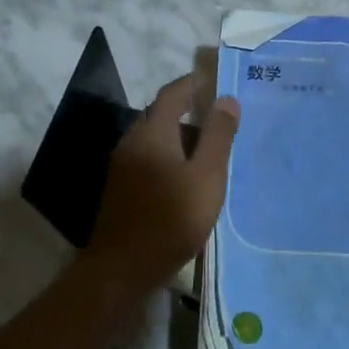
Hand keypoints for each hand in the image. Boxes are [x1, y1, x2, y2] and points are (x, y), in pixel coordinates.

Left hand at [86, 72, 239, 301]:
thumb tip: (227, 100)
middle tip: (223, 124)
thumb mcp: (207, 176)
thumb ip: (219, 136)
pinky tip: (188, 182)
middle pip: (163, 116)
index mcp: (153, 131)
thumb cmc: (171, 218)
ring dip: (182, 142)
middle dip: (192, 115)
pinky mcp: (120, 189)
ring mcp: (122, 166)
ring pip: (156, 141)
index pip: (173, 93)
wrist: (122, 268)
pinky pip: (149, 161)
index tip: (216, 80)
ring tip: (212, 157)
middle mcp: (132, 141)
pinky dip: (171, 161)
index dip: (194, 83)